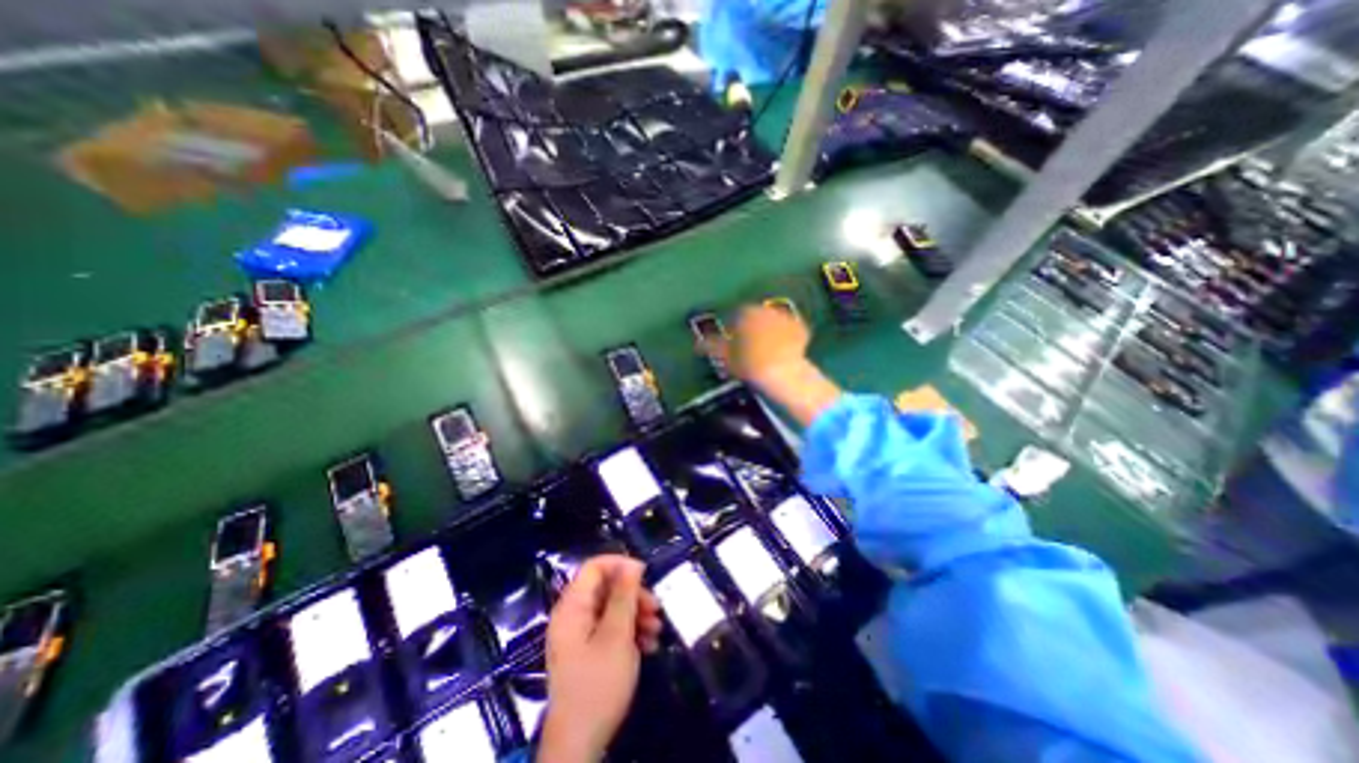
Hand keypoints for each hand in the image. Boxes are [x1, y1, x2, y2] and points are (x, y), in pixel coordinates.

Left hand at [547, 555, 667, 761]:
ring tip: (657, 631)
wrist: (578, 745)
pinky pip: (609, 629)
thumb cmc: (598, 684)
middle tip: (656, 608)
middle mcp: (573, 616)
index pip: (594, 567)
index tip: (645, 574)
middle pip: (605, 588)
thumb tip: (632, 564)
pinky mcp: (586, 652)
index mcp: (572, 607)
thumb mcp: (617, 635)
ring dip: (636, 615)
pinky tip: (648, 646)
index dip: (620, 564)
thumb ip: (624, 596)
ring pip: (610, 609)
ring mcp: (579, 635)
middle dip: (633, 595)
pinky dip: (629, 632)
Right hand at [705, 305, 809, 387]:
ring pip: (773, 322)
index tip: (733, 343)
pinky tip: (784, 350)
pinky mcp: (801, 327)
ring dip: (769, 331)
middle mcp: (765, 309)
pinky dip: (786, 337)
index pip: (735, 316)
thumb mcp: (724, 355)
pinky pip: (790, 330)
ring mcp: (785, 316)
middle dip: (752, 328)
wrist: (782, 371)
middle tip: (749, 347)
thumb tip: (697, 343)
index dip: (733, 329)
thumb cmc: (748, 362)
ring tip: (767, 350)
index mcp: (745, 312)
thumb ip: (710, 346)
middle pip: (756, 317)